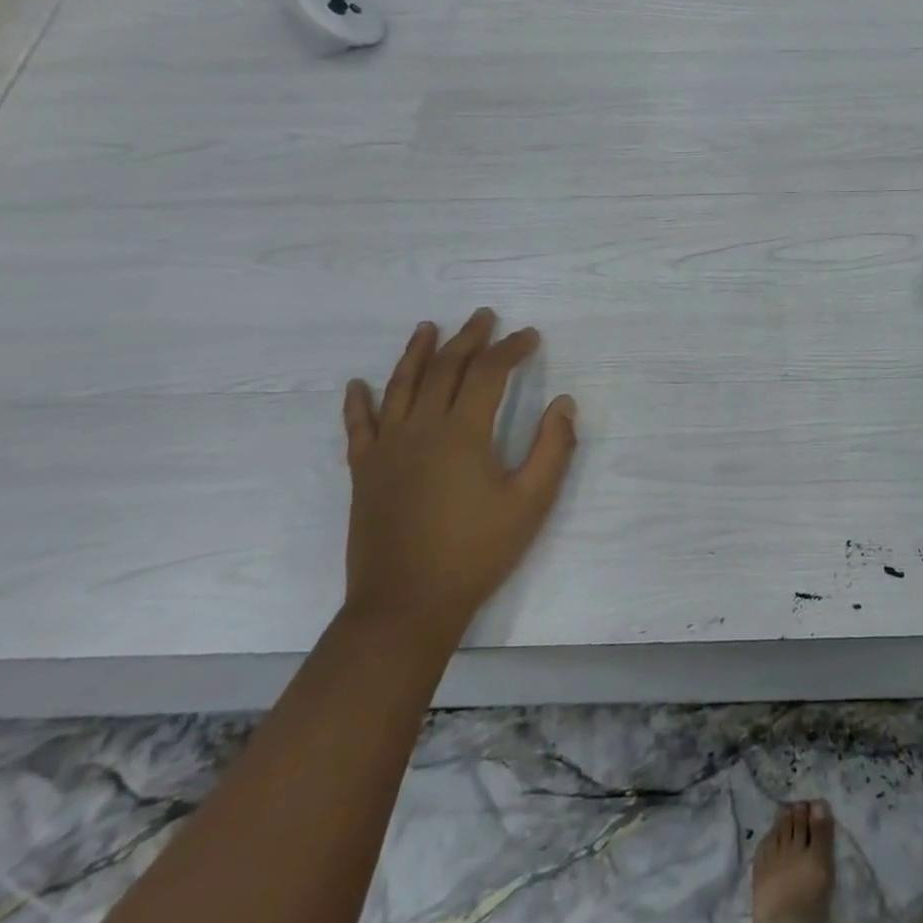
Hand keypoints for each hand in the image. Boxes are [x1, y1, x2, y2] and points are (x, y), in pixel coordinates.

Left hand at [340, 310, 577, 652]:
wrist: (405, 606)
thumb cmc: (476, 552)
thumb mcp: (531, 502)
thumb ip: (553, 448)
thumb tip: (564, 403)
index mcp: (463, 433)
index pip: (489, 373)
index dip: (511, 348)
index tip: (530, 335)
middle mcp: (421, 429)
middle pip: (444, 368)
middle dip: (468, 338)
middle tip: (484, 317)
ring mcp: (387, 449)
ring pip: (400, 386)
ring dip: (416, 353)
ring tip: (428, 327)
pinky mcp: (364, 472)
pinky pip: (358, 427)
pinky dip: (357, 402)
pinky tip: (357, 385)